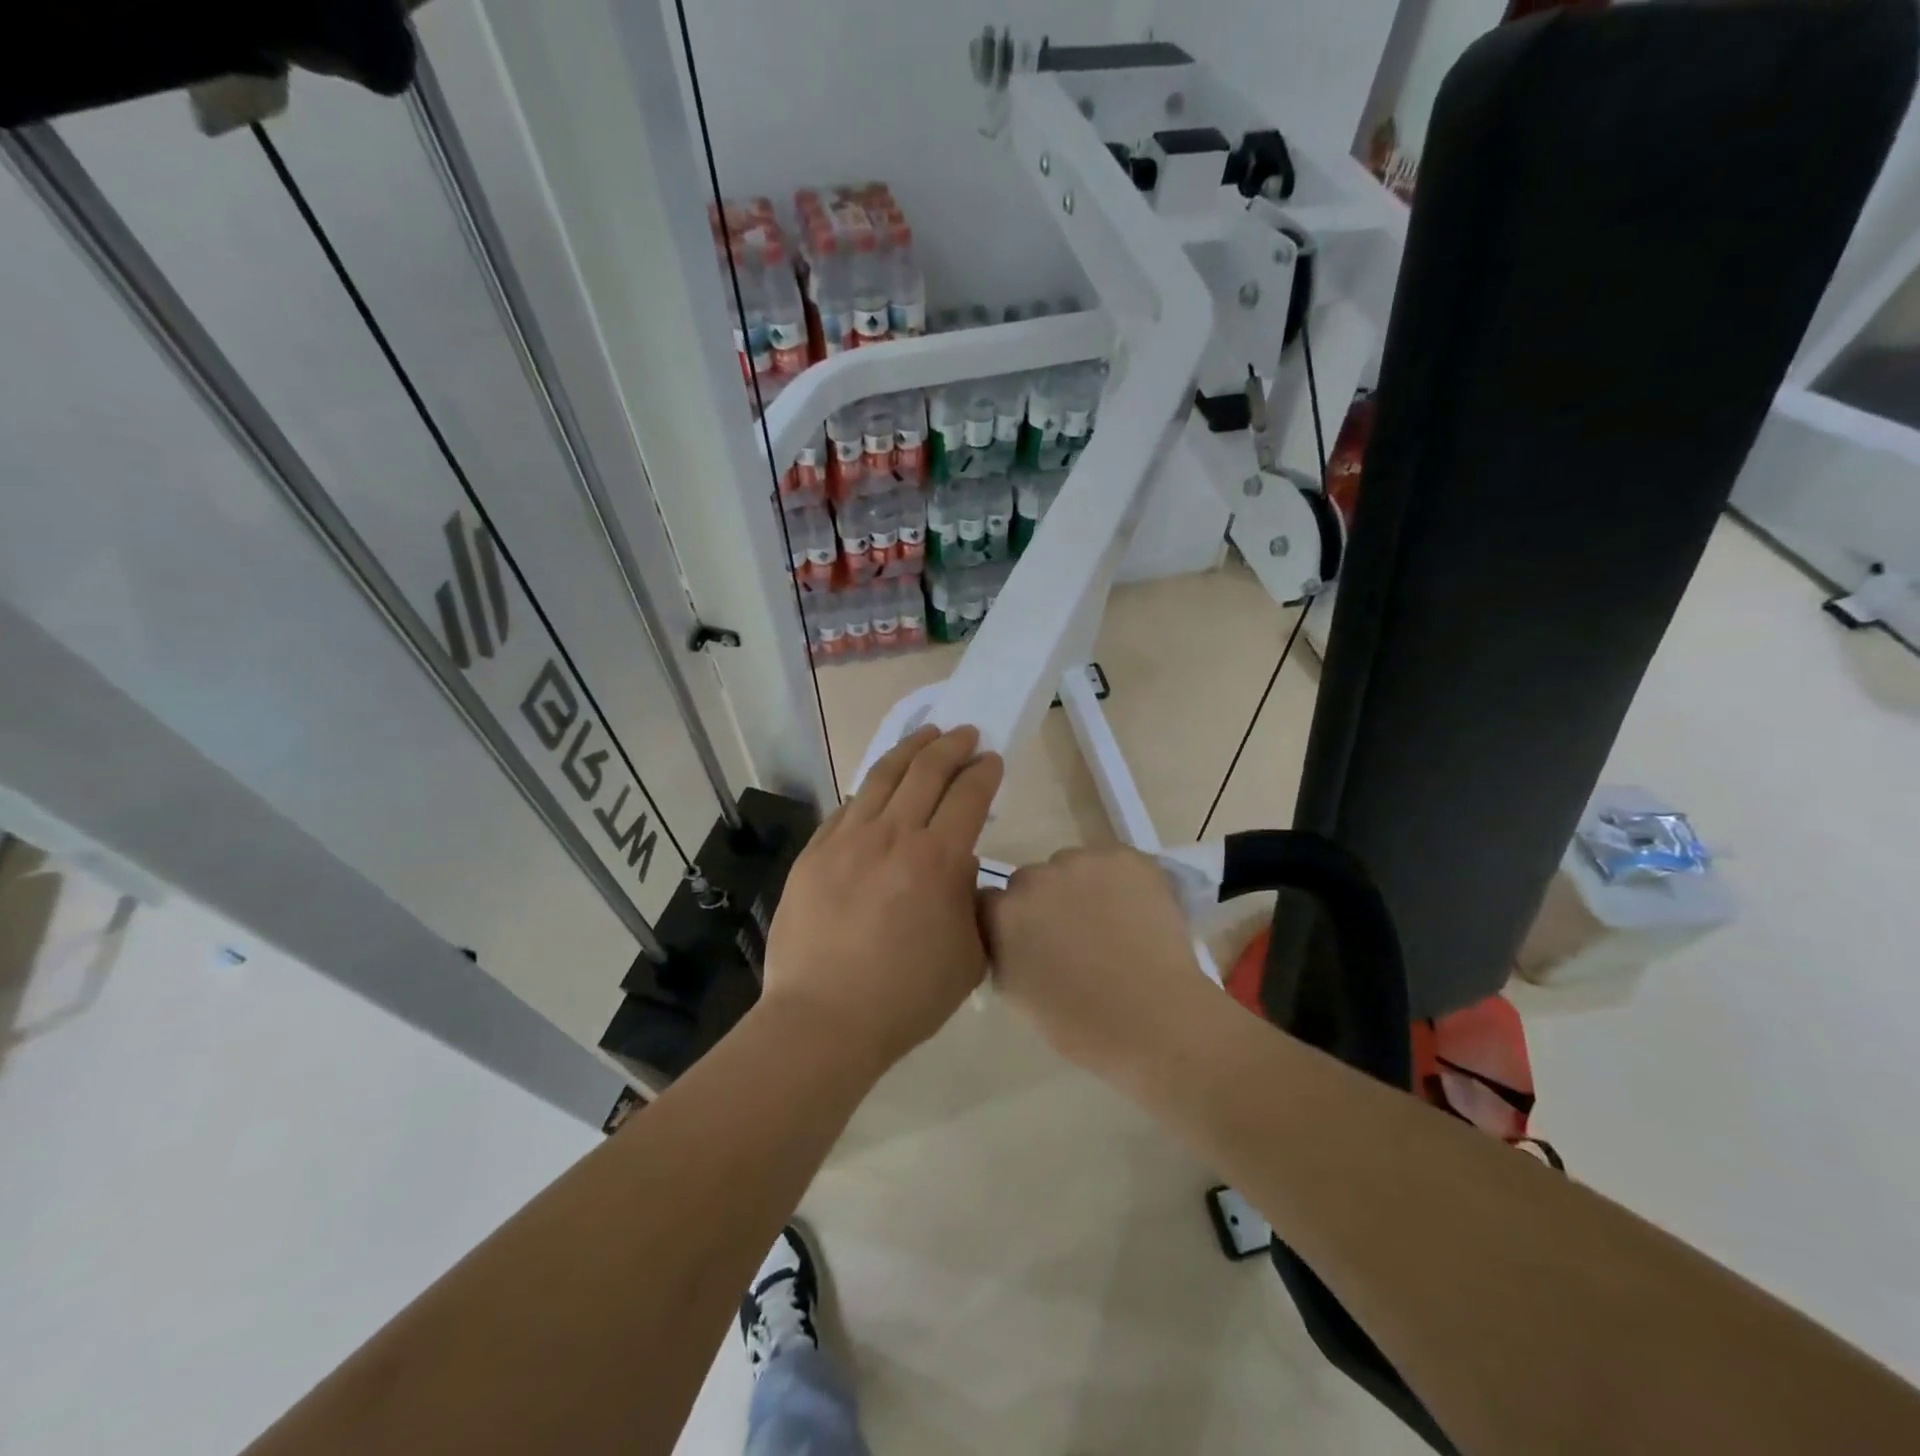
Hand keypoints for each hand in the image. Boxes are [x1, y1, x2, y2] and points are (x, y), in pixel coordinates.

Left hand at [760, 725, 1003, 1074]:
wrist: (823, 1020)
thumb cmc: (905, 998)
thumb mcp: (966, 957)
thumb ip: (970, 903)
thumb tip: (959, 868)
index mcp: (937, 860)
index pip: (968, 796)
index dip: (984, 772)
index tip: (991, 760)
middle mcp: (893, 836)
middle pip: (927, 772)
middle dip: (952, 746)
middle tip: (965, 734)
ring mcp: (847, 840)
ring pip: (882, 777)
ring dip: (910, 749)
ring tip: (925, 734)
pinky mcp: (814, 853)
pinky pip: (847, 807)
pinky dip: (870, 788)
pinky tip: (878, 785)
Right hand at [981, 846, 1203, 1074]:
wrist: (1155, 1021)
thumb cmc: (1081, 1025)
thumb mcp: (1018, 995)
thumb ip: (1003, 952)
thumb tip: (1011, 936)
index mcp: (1003, 913)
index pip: (991, 901)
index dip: (1011, 920)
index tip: (1029, 939)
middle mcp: (1035, 877)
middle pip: (1031, 880)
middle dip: (1045, 902)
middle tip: (1074, 934)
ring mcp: (1081, 862)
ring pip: (1072, 867)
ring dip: (1082, 887)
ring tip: (1112, 924)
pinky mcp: (1124, 857)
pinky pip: (1113, 862)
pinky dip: (1121, 882)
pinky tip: (1136, 912)